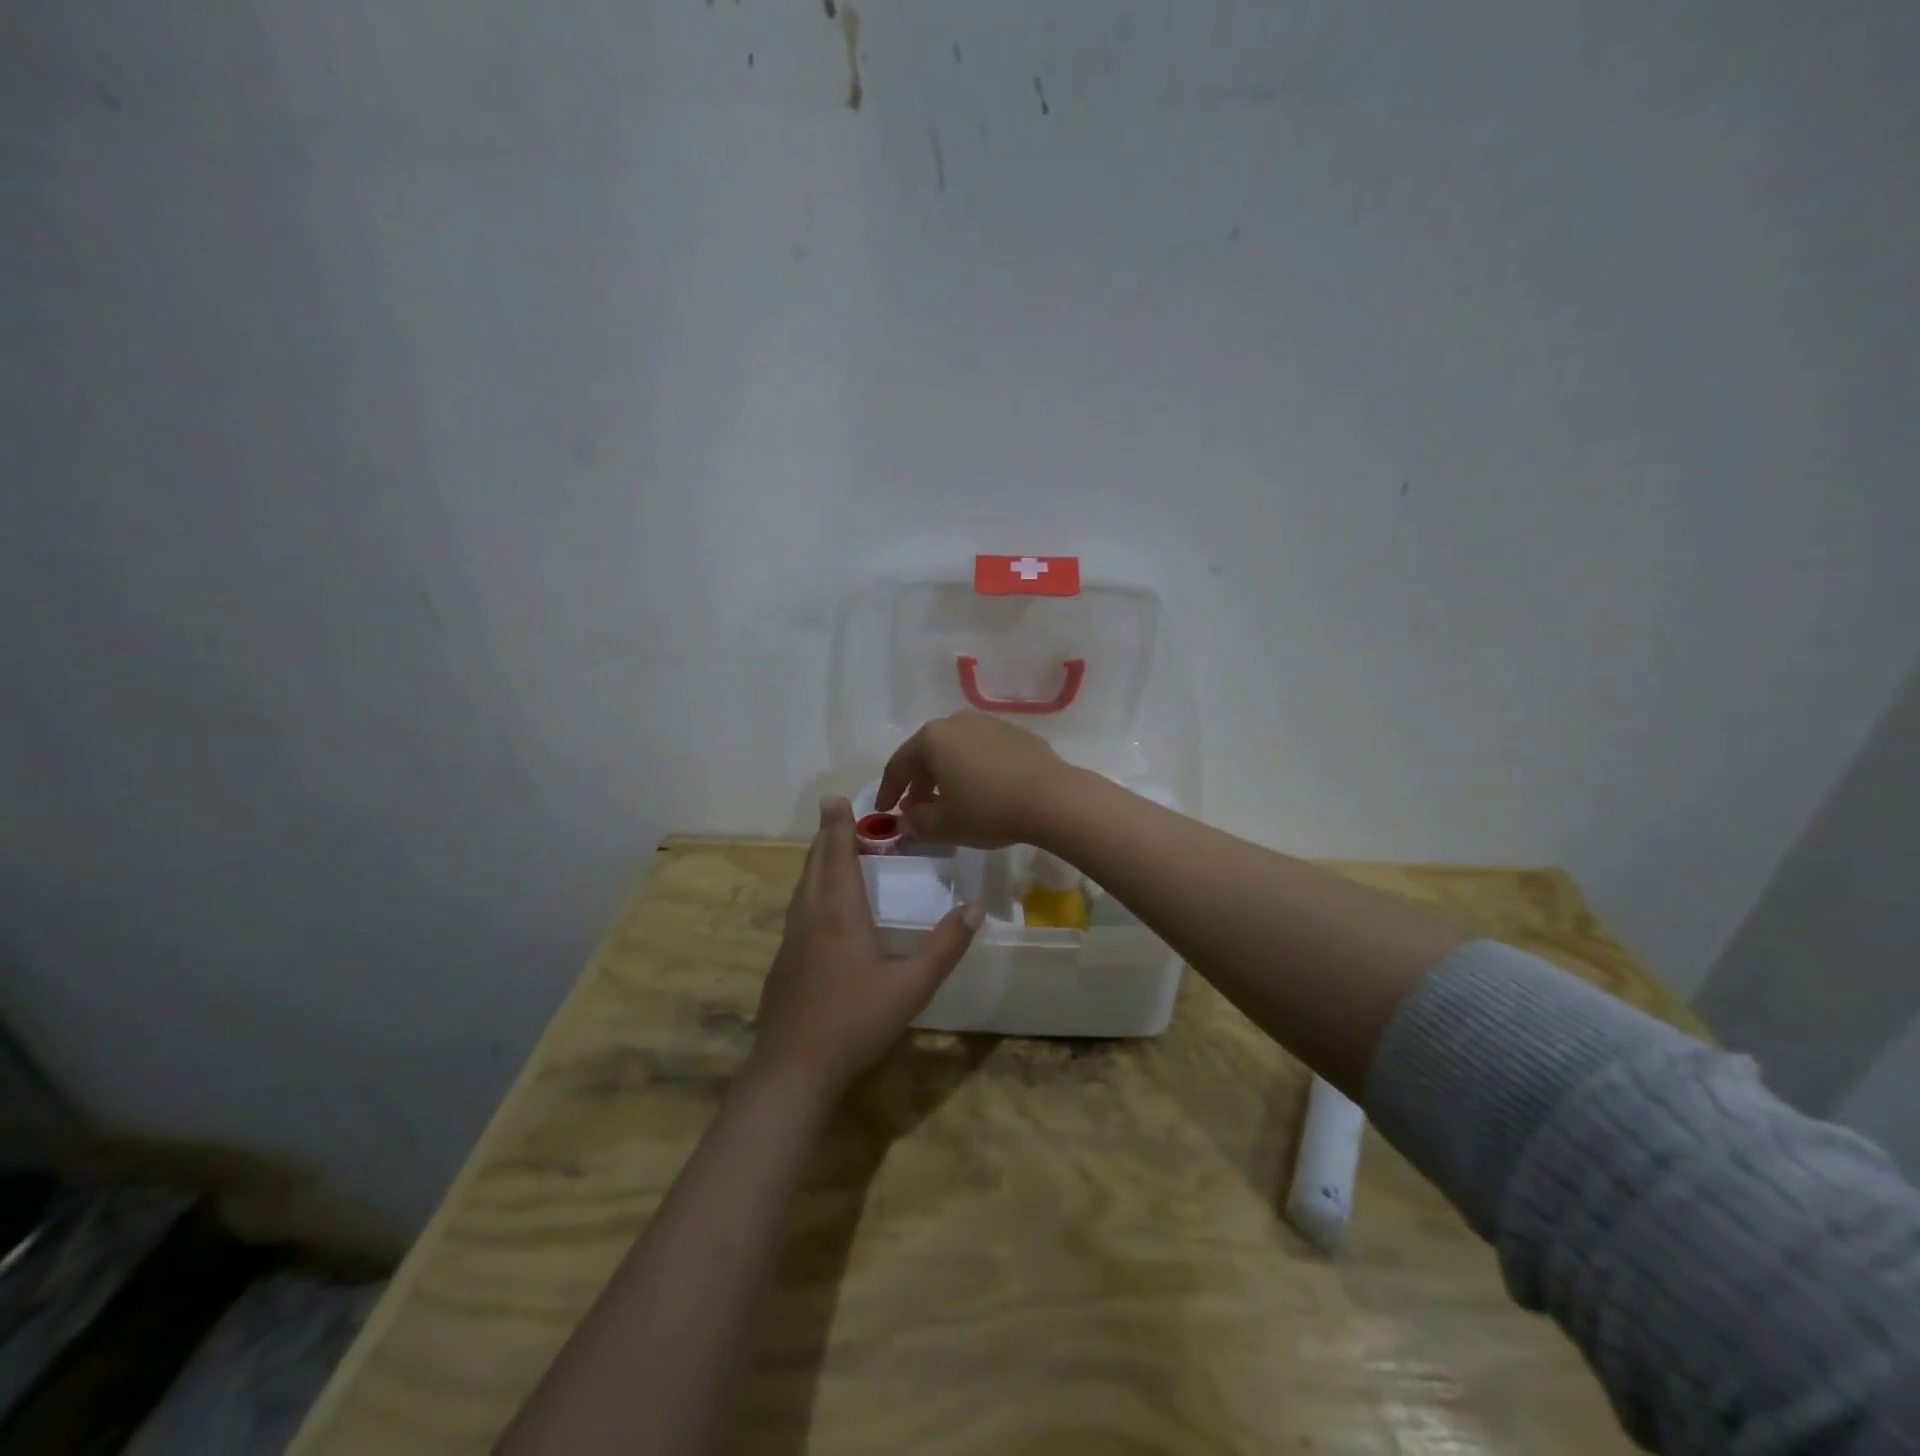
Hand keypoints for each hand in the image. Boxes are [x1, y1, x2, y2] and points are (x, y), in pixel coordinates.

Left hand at [752, 797, 982, 1096]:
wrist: (793, 1069)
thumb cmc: (855, 1022)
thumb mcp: (911, 987)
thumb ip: (944, 947)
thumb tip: (974, 907)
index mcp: (839, 915)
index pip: (838, 857)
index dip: (838, 826)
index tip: (835, 799)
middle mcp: (811, 918)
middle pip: (815, 865)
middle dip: (826, 836)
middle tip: (834, 814)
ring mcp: (791, 941)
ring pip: (802, 888)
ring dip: (815, 862)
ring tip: (828, 850)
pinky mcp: (782, 963)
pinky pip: (797, 910)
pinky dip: (809, 890)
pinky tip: (817, 907)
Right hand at [876, 712, 1074, 847]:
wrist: (1052, 798)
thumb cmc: (988, 809)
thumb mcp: (945, 824)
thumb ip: (917, 822)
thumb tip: (906, 820)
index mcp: (932, 738)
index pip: (898, 764)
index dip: (888, 790)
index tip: (882, 810)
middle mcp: (957, 722)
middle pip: (927, 753)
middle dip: (917, 783)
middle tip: (915, 809)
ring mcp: (988, 724)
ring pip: (955, 750)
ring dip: (946, 775)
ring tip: (948, 801)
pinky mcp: (1015, 733)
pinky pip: (982, 751)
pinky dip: (972, 769)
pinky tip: (981, 791)